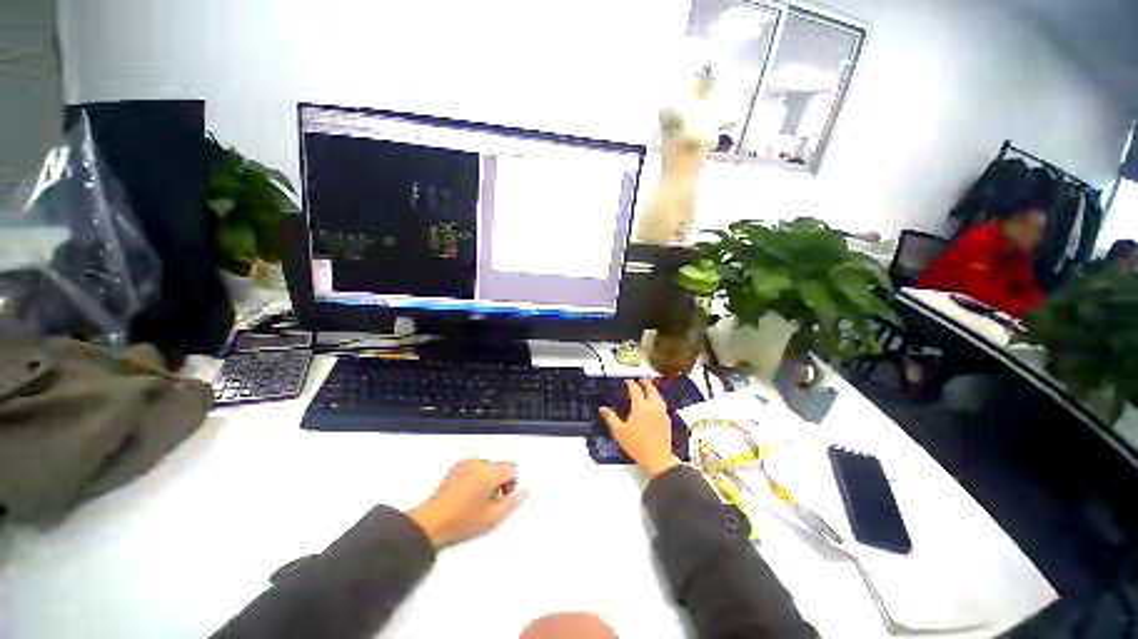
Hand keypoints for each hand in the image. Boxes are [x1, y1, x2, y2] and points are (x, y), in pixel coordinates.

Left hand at [408, 459, 526, 548]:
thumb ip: (513, 502)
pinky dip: (478, 476)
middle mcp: (480, 462)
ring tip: (477, 499)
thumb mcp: (493, 517)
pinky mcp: (457, 466)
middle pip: (501, 466)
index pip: (512, 469)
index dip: (511, 484)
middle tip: (490, 502)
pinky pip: (476, 466)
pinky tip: (467, 493)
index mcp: (490, 472)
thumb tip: (525, 491)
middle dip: (501, 481)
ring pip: (489, 466)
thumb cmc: (464, 521)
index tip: (501, 500)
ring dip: (489, 478)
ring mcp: (467, 462)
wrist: (431, 522)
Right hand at [599, 379, 678, 479]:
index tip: (627, 381)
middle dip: (645, 383)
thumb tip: (602, 408)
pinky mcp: (667, 420)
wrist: (657, 458)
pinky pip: (663, 405)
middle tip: (640, 380)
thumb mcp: (619, 431)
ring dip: (653, 390)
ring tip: (649, 389)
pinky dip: (658, 400)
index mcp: (640, 406)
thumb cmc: (636, 444)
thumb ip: (610, 417)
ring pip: (659, 396)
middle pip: (651, 389)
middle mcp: (653, 406)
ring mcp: (662, 413)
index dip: (631, 383)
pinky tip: (655, 405)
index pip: (635, 389)